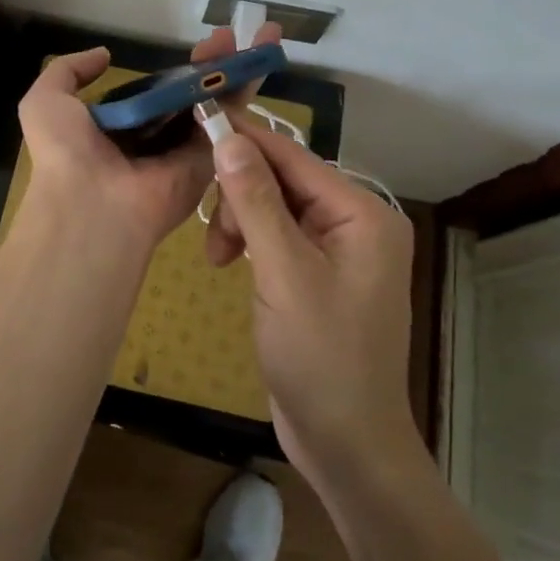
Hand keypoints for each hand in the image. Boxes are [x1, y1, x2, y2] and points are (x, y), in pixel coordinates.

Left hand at [17, 24, 281, 252]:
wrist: (93, 204)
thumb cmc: (66, 152)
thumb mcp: (46, 102)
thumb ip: (68, 71)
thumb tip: (104, 55)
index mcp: (121, 126)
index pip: (157, 90)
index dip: (177, 67)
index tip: (195, 43)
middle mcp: (156, 137)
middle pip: (192, 93)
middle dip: (214, 62)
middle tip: (232, 34)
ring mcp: (185, 150)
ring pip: (216, 103)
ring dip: (237, 70)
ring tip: (261, 36)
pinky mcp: (209, 161)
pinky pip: (230, 125)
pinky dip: (246, 93)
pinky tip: (260, 60)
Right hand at [206, 126, 418, 478]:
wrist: (346, 442)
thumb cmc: (321, 357)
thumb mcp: (283, 274)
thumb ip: (256, 202)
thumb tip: (228, 139)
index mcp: (362, 213)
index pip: (293, 156)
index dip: (244, 138)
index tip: (196, 118)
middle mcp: (356, 221)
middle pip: (282, 180)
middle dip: (240, 197)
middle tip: (213, 236)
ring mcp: (338, 249)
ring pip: (273, 207)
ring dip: (240, 223)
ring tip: (219, 260)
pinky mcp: (318, 273)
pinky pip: (278, 236)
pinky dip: (250, 244)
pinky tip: (231, 265)